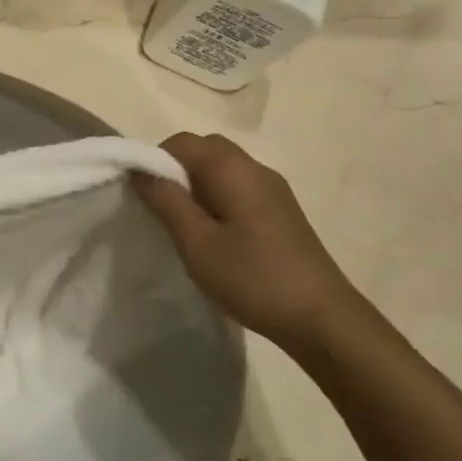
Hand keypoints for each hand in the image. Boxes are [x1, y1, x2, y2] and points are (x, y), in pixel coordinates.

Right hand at [133, 133, 375, 356]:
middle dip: (176, 171)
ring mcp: (273, 189)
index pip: (181, 142)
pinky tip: (216, 236)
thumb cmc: (252, 278)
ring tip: (185, 226)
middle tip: (162, 210)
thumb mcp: (196, 243)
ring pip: (223, 169)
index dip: (154, 160)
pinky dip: (218, 198)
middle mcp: (255, 168)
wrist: (322, 318)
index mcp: (232, 168)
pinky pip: (239, 187)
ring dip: (197, 186)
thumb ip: (165, 200)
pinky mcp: (282, 211)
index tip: (142, 196)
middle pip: (204, 150)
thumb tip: (139, 169)